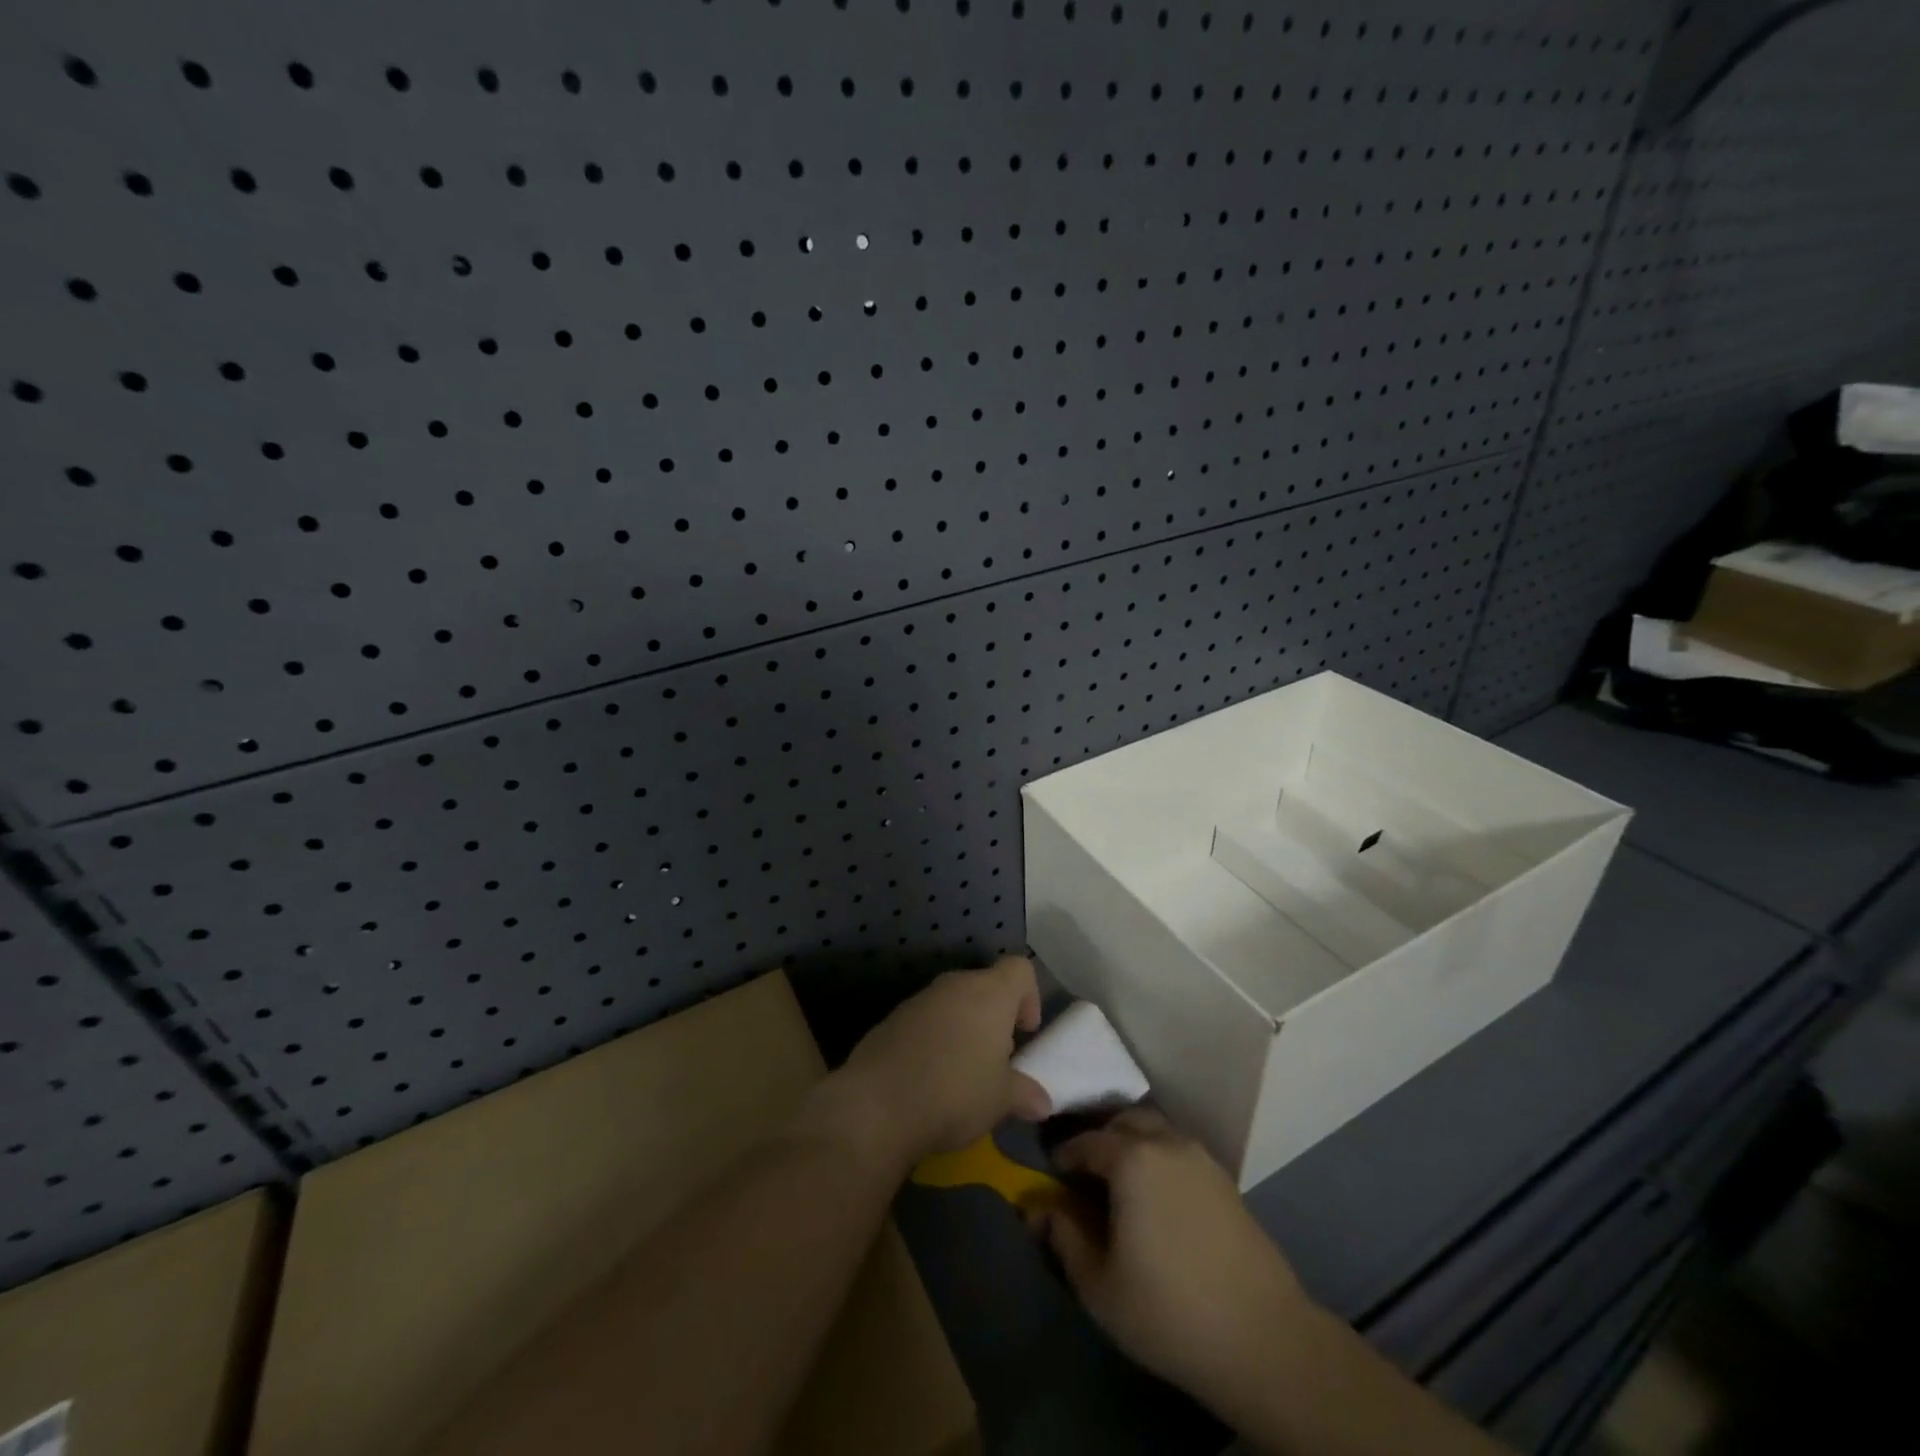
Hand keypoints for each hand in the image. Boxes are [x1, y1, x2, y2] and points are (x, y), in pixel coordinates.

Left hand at [828, 956, 1050, 1166]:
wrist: (877, 1104)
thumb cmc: (955, 1093)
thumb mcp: (1000, 1101)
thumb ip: (1024, 1094)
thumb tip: (1042, 1102)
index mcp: (989, 993)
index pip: (1019, 968)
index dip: (1029, 995)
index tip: (1025, 1032)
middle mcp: (954, 985)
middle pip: (984, 985)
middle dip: (994, 1017)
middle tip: (996, 1059)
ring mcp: (919, 999)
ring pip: (952, 1002)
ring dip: (963, 1028)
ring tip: (962, 1072)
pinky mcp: (891, 1019)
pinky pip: (924, 1020)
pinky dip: (933, 1039)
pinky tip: (929, 1078)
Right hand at [1032, 1109, 1314, 1421]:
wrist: (1262, 1338)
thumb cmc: (1168, 1310)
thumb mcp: (1099, 1285)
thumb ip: (1063, 1239)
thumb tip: (1039, 1210)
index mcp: (1132, 1158)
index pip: (1087, 1142)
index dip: (1065, 1156)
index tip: (1053, 1175)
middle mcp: (1167, 1143)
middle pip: (1125, 1122)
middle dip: (1101, 1139)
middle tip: (1086, 1173)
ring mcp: (1202, 1158)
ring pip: (1157, 1132)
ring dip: (1133, 1145)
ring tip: (1121, 1184)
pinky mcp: (1226, 1181)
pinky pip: (1180, 1152)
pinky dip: (1160, 1160)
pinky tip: (1158, 1199)